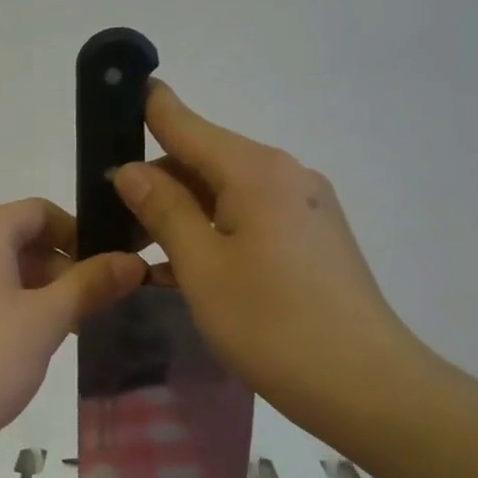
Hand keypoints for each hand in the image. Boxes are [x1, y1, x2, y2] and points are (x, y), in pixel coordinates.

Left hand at [0, 198, 146, 471]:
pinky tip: (19, 347)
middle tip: (93, 309)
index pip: (39, 211)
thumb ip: (90, 285)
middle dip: (59, 268)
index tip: (108, 269)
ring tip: (63, 333)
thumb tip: (131, 261)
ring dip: (33, 291)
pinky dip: (3, 307)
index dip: (79, 234)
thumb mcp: (45, 321)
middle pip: (15, 239)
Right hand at [113, 82, 423, 427]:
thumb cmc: (271, 322)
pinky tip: (186, 268)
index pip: (187, 124)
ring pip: (227, 194)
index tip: (118, 93)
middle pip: (206, 160)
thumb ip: (163, 210)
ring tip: (141, 250)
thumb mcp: (202, 266)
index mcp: (256, 171)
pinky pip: (251, 220)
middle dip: (158, 180)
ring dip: (184, 212)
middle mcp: (286, 176)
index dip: (150, 108)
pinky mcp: (315, 240)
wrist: (365, 385)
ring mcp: (306, 208)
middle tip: (111, 215)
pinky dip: (215, 233)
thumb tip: (130, 170)